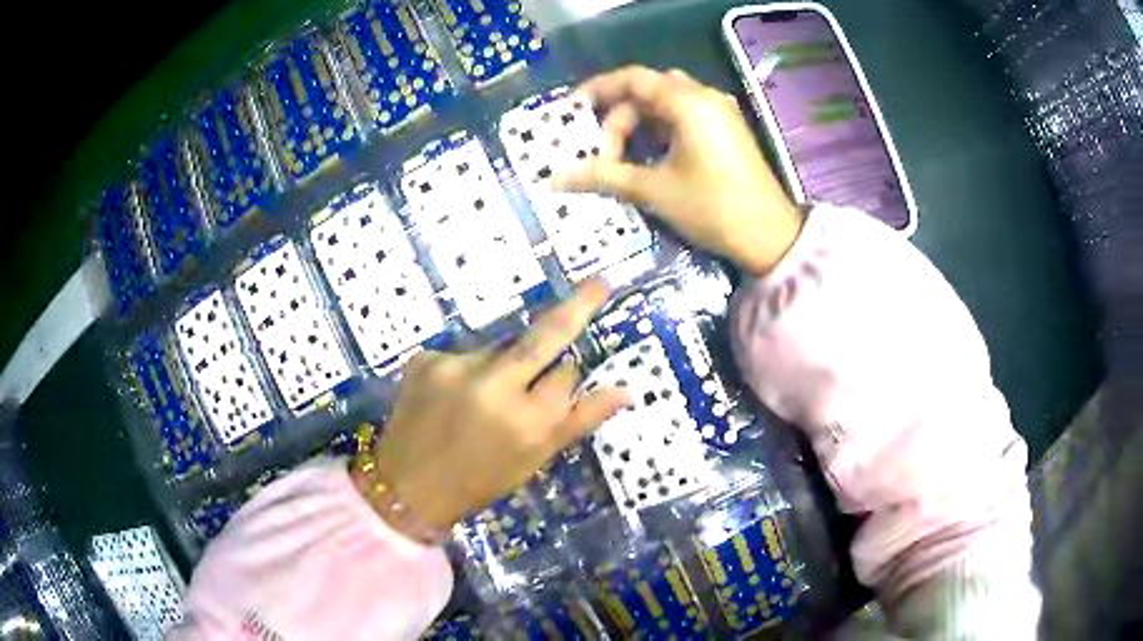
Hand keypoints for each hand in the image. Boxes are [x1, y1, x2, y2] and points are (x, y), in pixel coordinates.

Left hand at [361, 278, 627, 530]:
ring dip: (503, 364)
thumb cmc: (478, 481)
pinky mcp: (426, 358)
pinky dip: (468, 370)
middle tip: (600, 283)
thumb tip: (625, 391)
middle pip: (544, 335)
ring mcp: (455, 367)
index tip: (555, 388)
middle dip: (576, 306)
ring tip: (481, 399)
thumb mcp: (534, 459)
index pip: (566, 375)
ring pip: (500, 349)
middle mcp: (494, 387)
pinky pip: (465, 355)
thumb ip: (579, 421)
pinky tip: (452, 397)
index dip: (563, 380)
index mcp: (527, 423)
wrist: (406, 487)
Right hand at [556, 66, 802, 275]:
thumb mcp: (654, 190)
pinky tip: (649, 159)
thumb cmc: (713, 207)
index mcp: (688, 103)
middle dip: (618, 119)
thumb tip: (555, 178)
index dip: (597, 90)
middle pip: (647, 92)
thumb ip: (604, 176)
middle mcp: (704, 98)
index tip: (573, 111)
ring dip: (638, 126)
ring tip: (621, 160)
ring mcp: (718, 113)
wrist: (770, 236)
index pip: (632, 79)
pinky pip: (683, 117)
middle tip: (603, 155)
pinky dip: (659, 131)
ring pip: (665, 104)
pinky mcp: (726, 130)